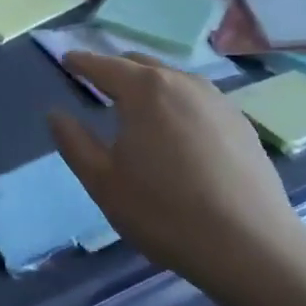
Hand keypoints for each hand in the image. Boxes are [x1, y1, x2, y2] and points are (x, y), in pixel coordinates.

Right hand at [48, 52, 305, 299]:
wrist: (250, 245)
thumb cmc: (164, 211)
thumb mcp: (103, 182)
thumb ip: (74, 142)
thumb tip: (56, 114)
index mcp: (145, 90)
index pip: (103, 65)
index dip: (81, 62)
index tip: (67, 60)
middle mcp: (182, 82)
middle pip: (140, 64)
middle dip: (115, 69)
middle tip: (98, 84)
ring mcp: (217, 100)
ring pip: (173, 79)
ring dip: (149, 84)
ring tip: (136, 106)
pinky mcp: (241, 122)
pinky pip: (198, 99)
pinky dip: (177, 102)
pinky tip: (177, 130)